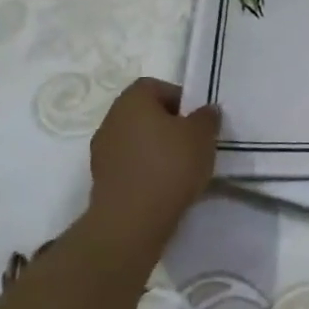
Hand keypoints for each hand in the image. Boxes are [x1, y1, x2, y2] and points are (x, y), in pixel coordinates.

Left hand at [84, 78, 219, 254]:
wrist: (131, 222)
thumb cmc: (169, 165)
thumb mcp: (202, 135)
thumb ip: (207, 117)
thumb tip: (205, 111)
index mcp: (132, 100)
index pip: (155, 86)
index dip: (179, 98)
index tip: (196, 119)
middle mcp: (111, 120)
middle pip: (144, 113)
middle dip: (168, 125)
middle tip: (192, 142)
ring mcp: (102, 152)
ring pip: (136, 140)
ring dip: (156, 149)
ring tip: (181, 168)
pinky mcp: (101, 180)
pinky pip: (129, 165)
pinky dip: (145, 170)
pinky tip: (165, 186)